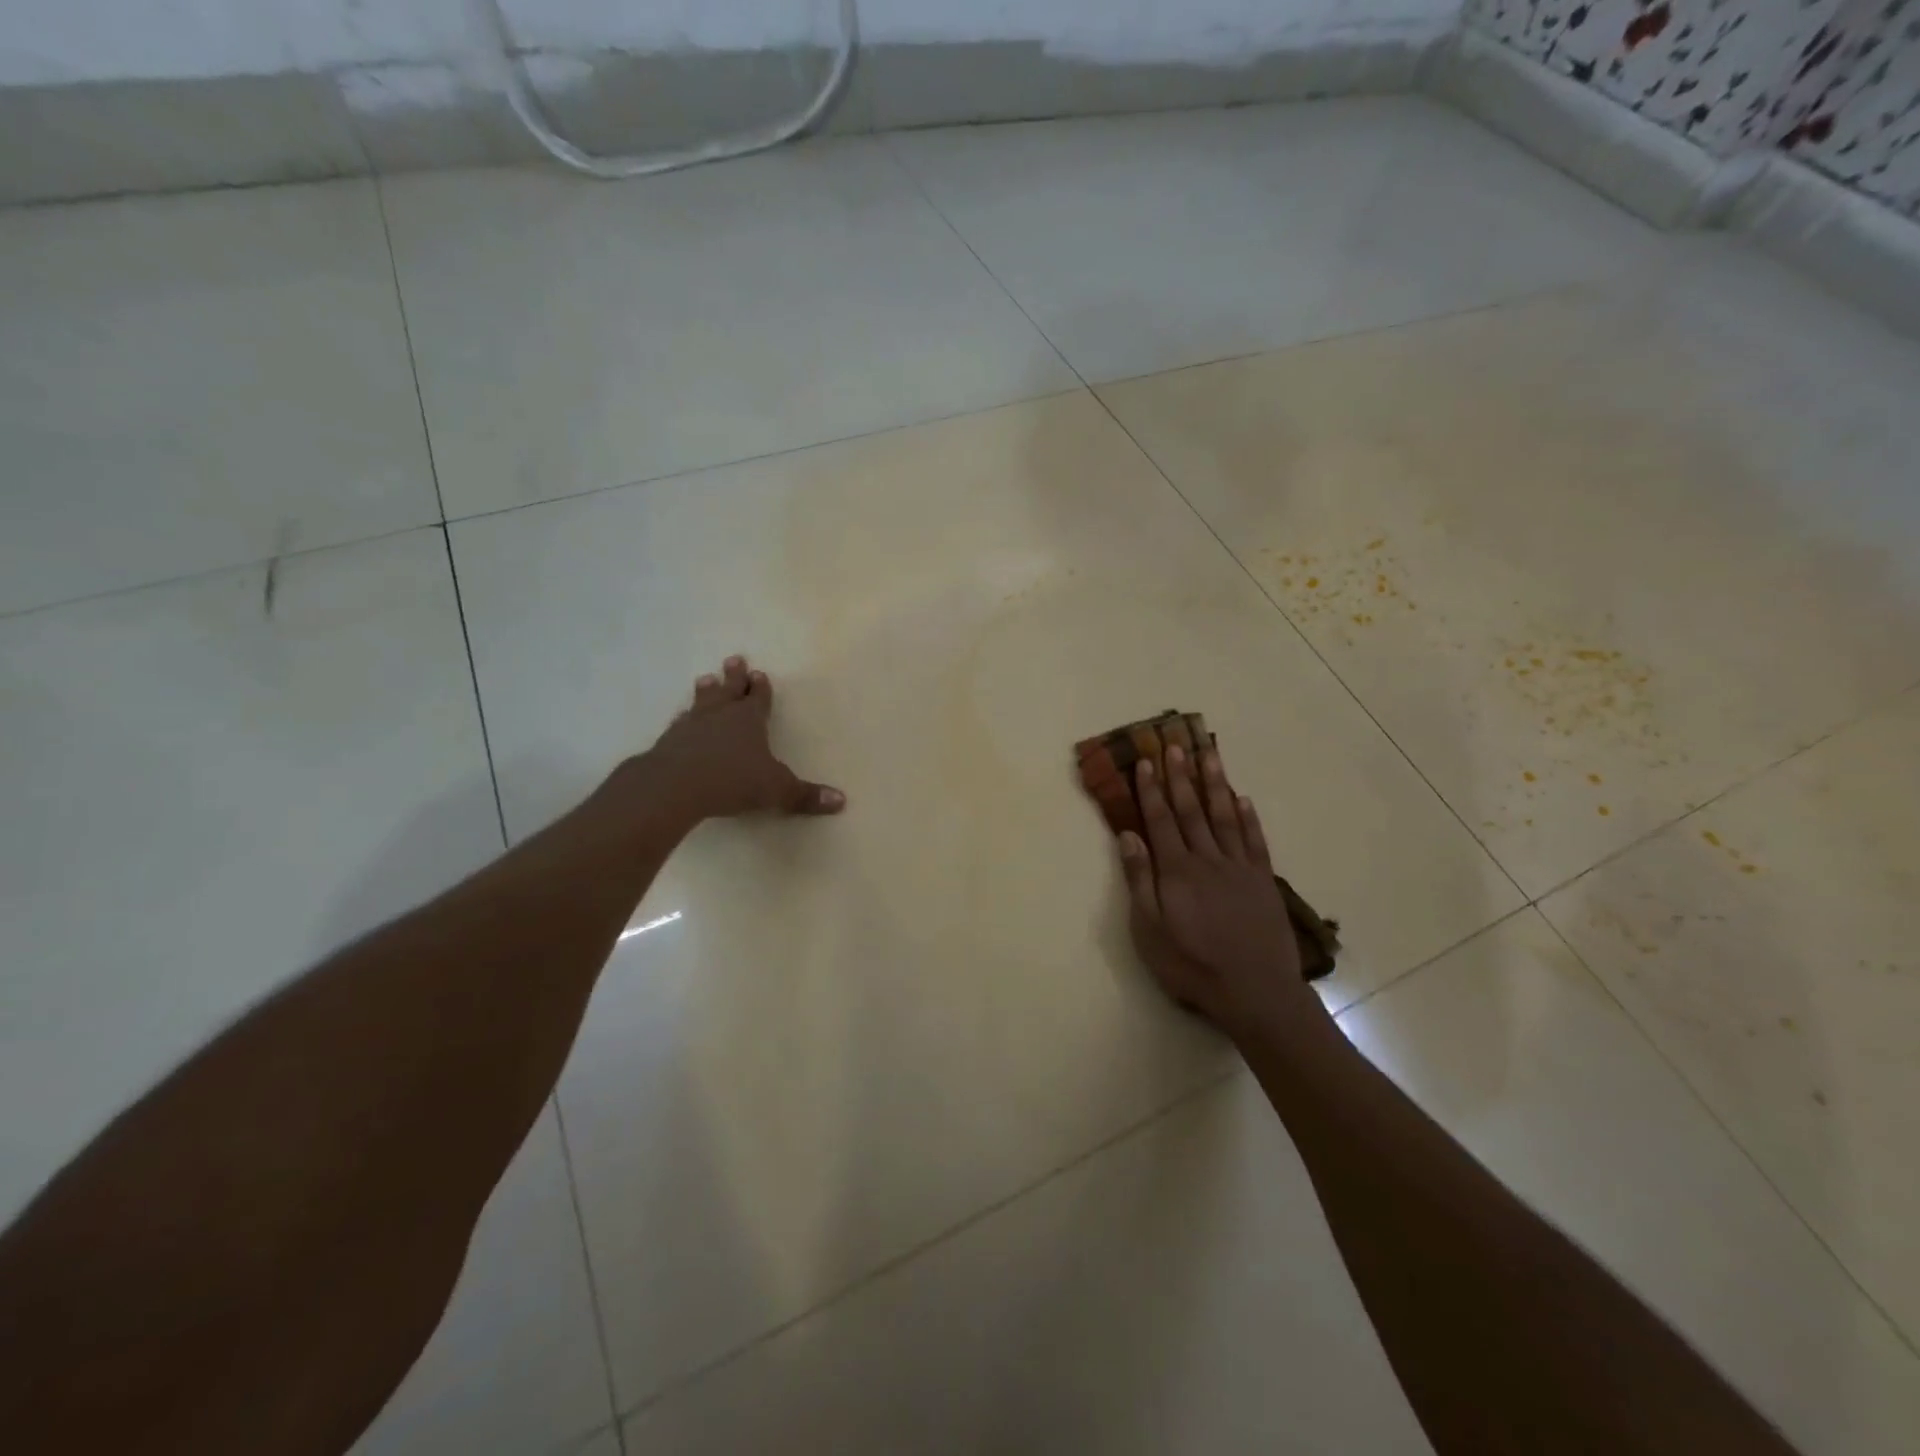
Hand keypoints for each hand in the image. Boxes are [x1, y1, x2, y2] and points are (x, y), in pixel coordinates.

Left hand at [636, 655, 844, 826]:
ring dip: (706, 691)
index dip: (761, 688)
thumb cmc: (732, 781)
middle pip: (729, 690)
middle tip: (734, 659)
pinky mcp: (668, 741)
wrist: (674, 786)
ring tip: (705, 679)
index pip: (758, 698)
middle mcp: (720, 716)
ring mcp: (691, 726)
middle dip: (734, 677)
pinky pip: (680, 724)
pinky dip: (683, 719)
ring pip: (702, 702)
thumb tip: (841, 801)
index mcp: (749, 720)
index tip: (760, 674)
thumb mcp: (777, 790)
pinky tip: (680, 720)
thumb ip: (805, 795)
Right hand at [1117, 744, 1313, 1033]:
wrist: (1255, 991)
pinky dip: (1248, 817)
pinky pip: (1254, 840)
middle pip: (1191, 810)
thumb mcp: (1150, 930)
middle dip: (1180, 775)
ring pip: (1224, 815)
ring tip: (1209, 754)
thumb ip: (1140, 881)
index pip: (1160, 820)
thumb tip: (1128, 836)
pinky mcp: (1262, 880)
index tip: (1145, 761)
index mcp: (1176, 870)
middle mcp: (1208, 859)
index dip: (1151, 789)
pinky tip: (1242, 798)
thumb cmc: (1192, 964)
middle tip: (1175, 744)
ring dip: (1215, 783)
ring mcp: (1239, 867)